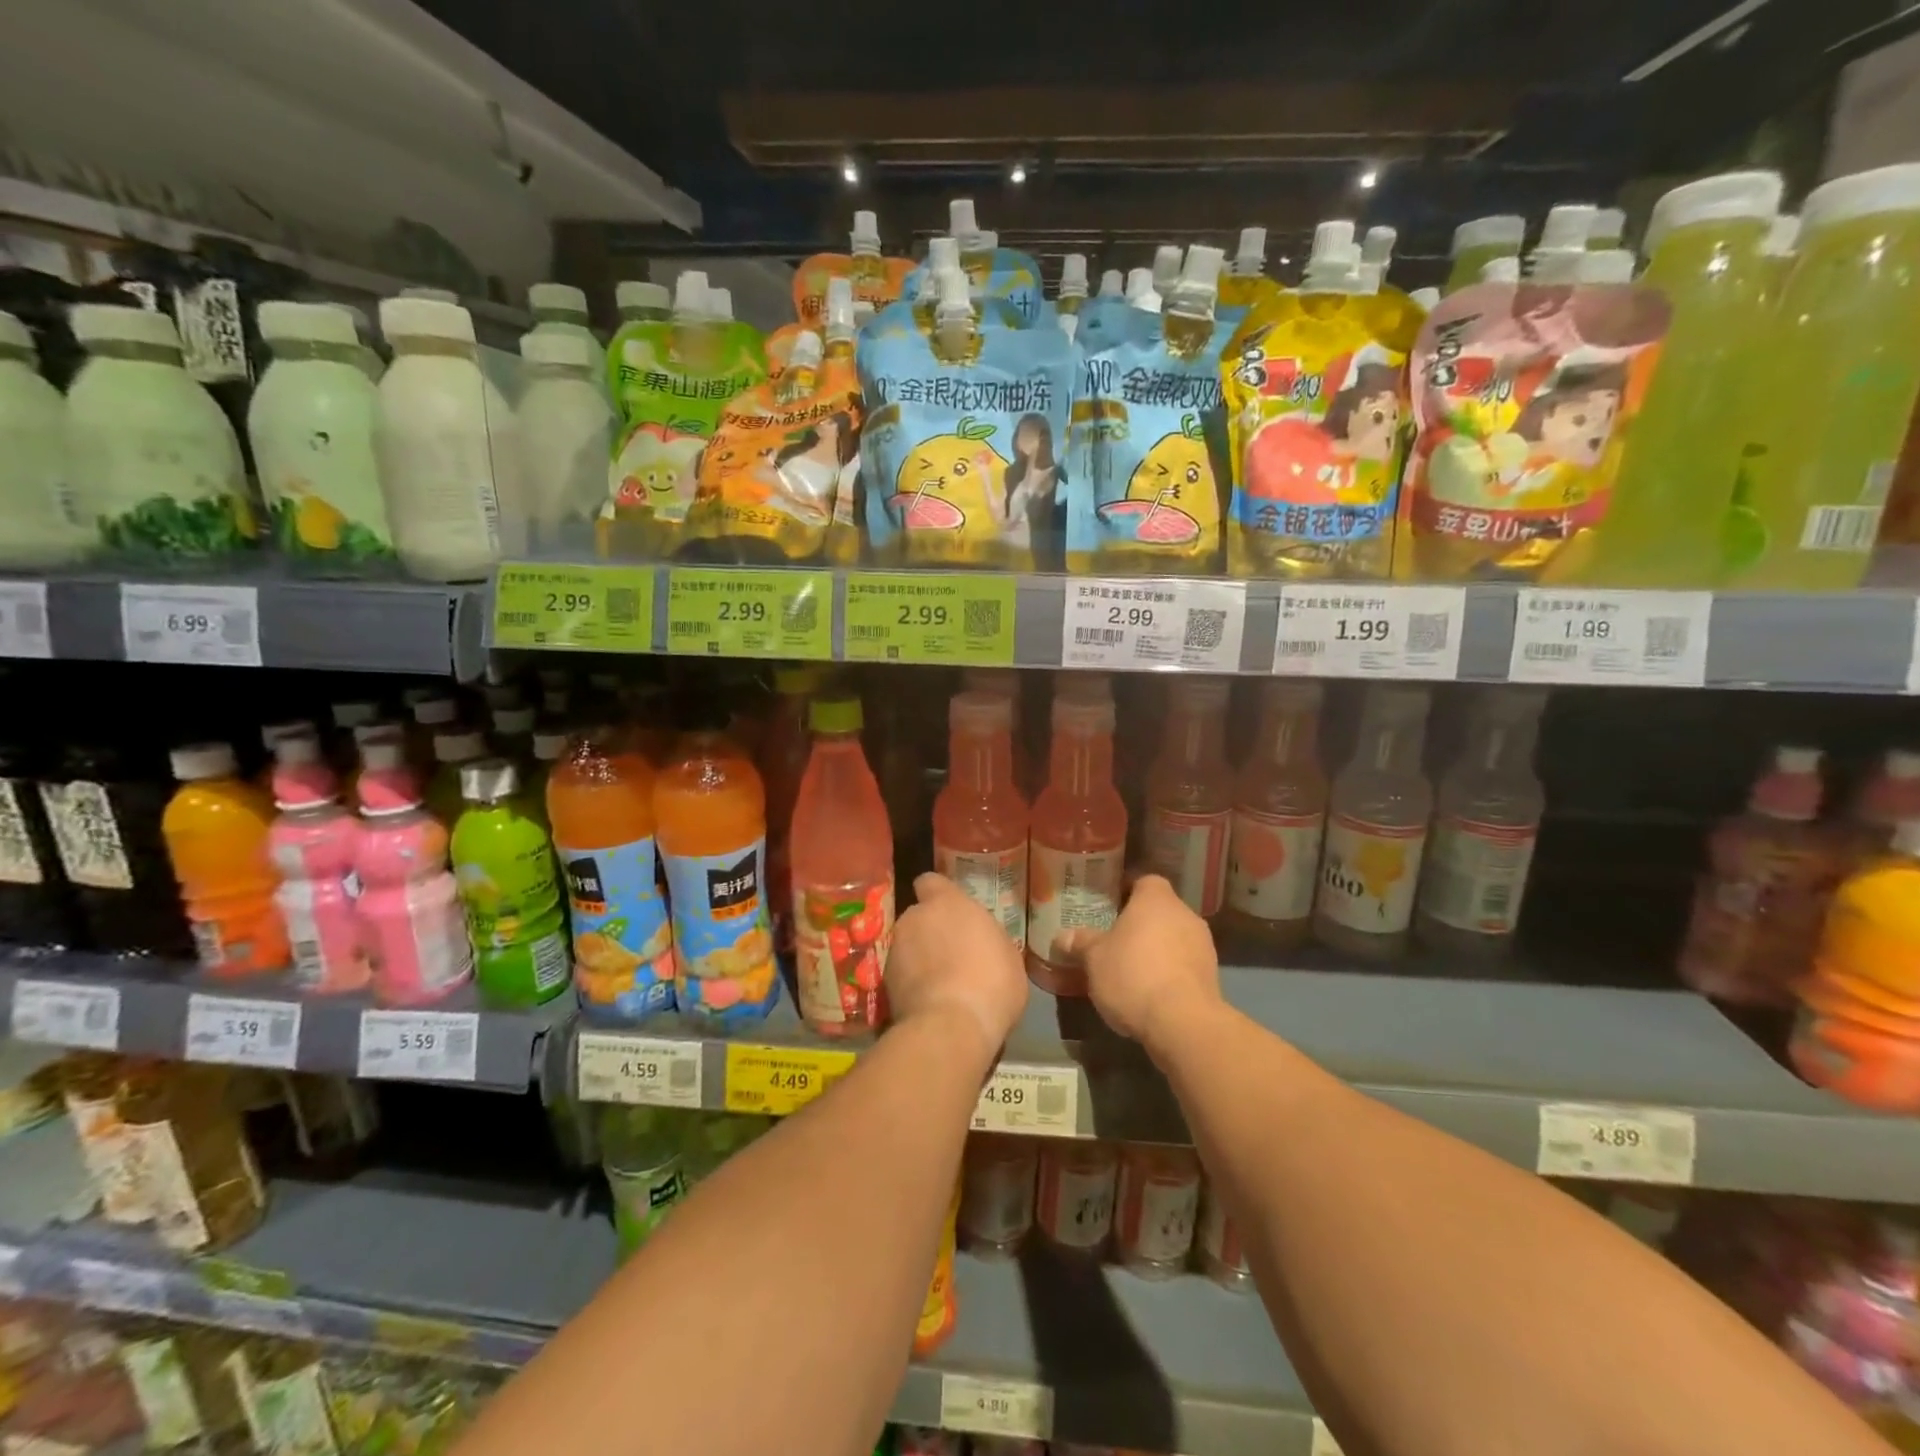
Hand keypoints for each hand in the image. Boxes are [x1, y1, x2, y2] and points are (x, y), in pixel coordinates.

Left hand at [887, 873, 1028, 1056]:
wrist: (951, 1026)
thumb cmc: (992, 982)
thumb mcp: (1008, 955)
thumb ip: (987, 938)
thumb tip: (980, 943)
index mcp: (947, 902)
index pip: (930, 881)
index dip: (938, 895)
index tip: (952, 912)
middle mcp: (915, 917)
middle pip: (920, 917)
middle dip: (931, 931)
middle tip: (953, 954)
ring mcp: (895, 949)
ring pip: (908, 946)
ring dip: (920, 958)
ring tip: (941, 985)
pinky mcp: (885, 982)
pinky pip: (902, 974)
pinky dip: (912, 984)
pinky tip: (930, 1003)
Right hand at [1068, 874, 1220, 1050]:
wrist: (1182, 1022)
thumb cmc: (1133, 974)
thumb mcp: (1094, 958)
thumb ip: (1080, 942)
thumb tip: (1061, 936)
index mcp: (1156, 899)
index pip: (1144, 881)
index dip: (1126, 891)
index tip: (1109, 906)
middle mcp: (1184, 914)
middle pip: (1160, 910)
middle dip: (1140, 923)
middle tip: (1115, 939)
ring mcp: (1203, 944)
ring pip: (1174, 937)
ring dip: (1157, 948)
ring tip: (1131, 968)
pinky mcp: (1212, 975)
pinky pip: (1184, 963)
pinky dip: (1170, 971)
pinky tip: (1151, 990)